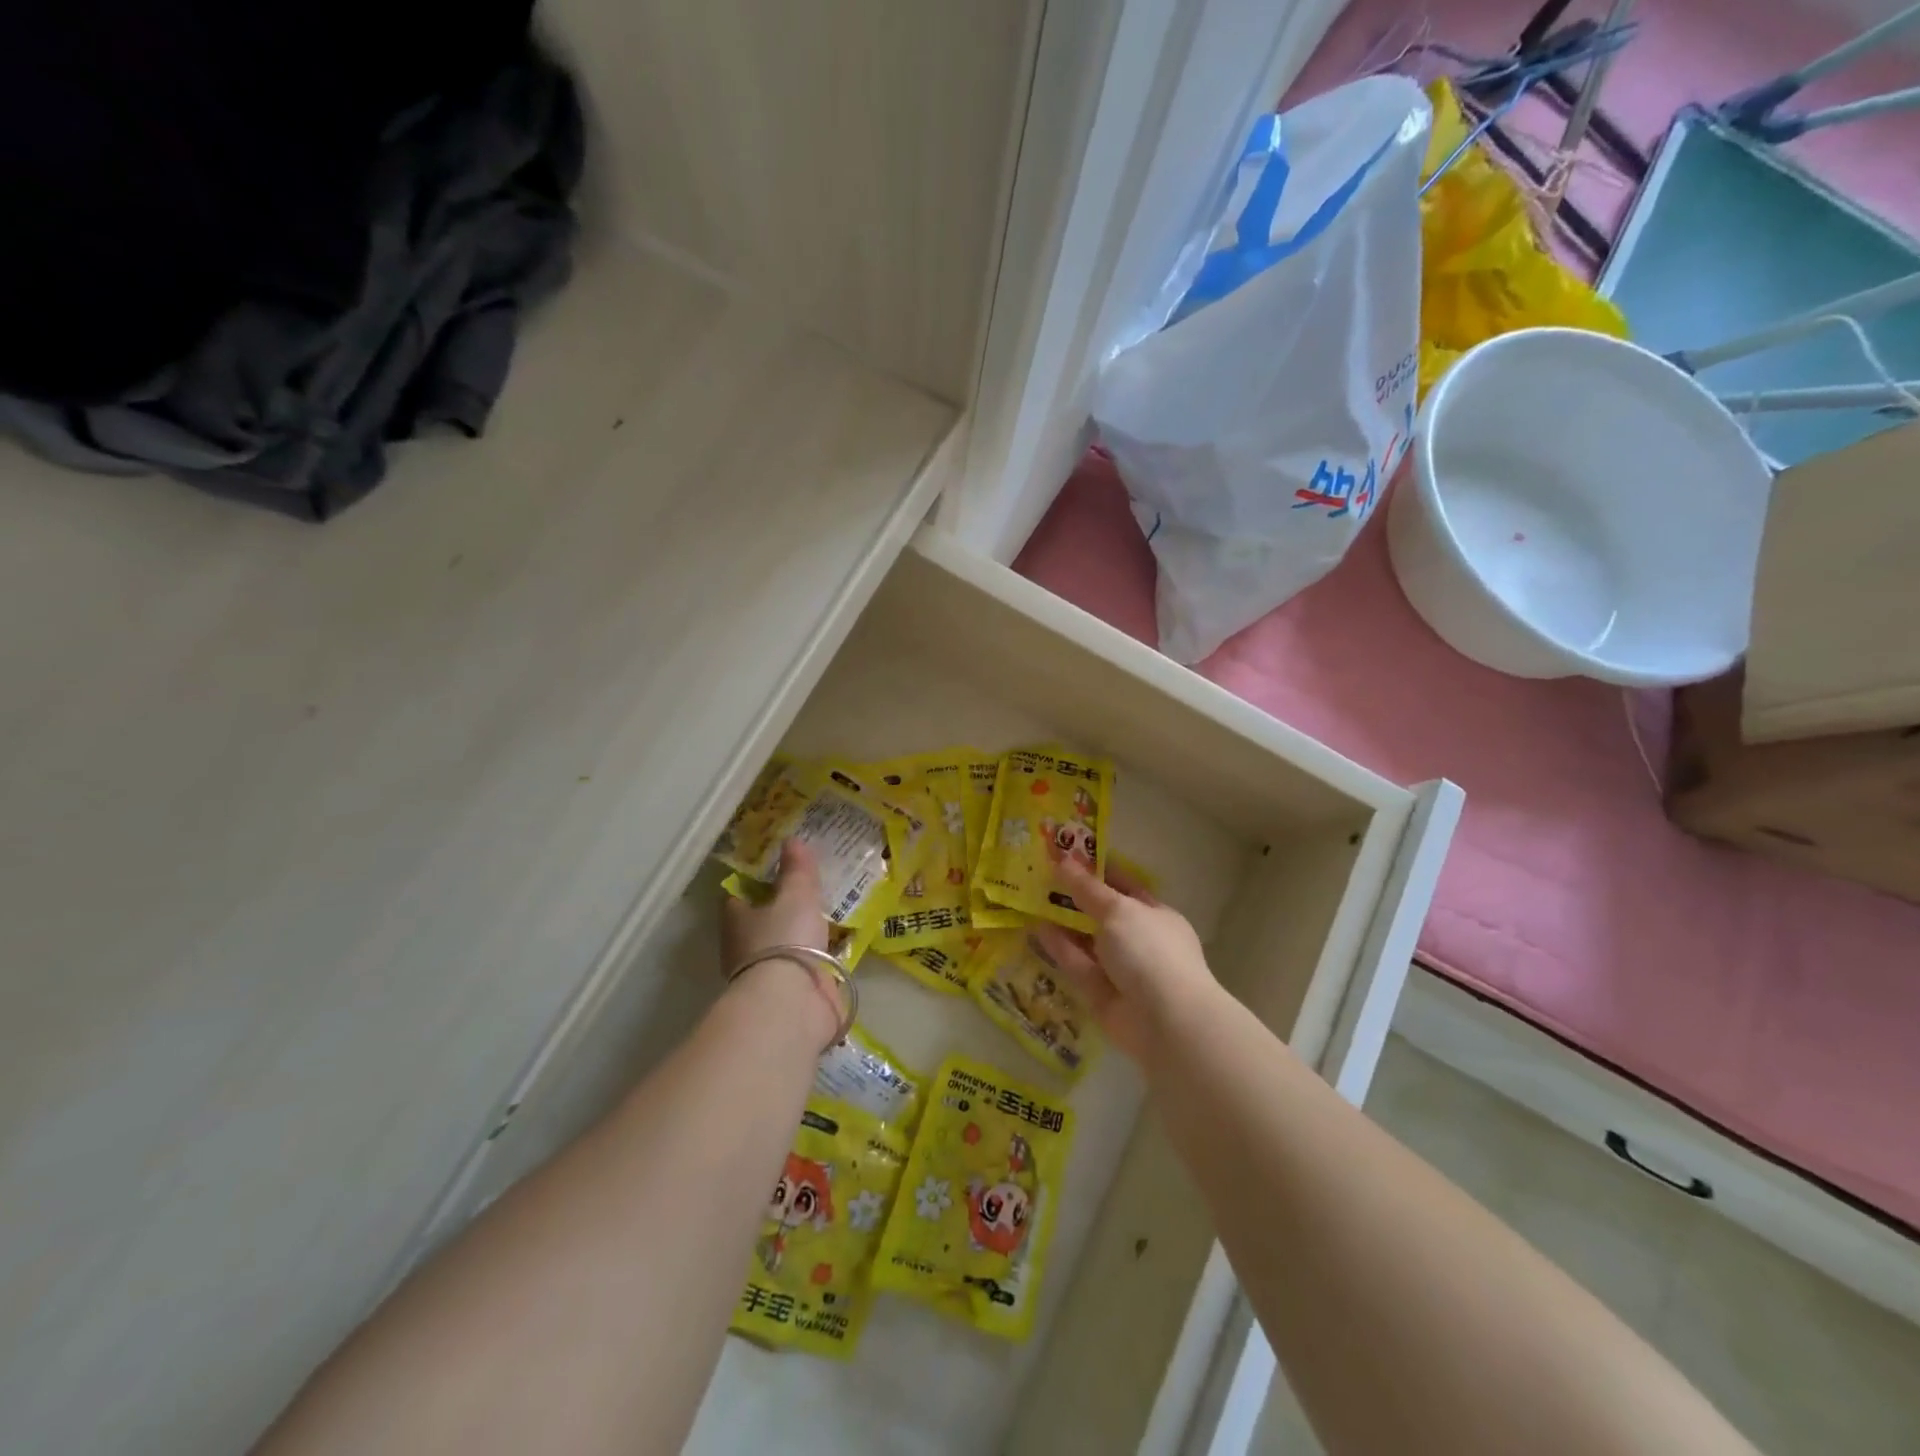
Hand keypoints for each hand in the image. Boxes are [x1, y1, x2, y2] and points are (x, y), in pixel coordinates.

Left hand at [721, 842, 840, 1047]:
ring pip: (784, 947)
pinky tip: (838, 948)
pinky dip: (818, 959)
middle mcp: (746, 948)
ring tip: (828, 917)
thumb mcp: (795, 895)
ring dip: (801, 937)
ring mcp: (769, 975)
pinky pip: (806, 969)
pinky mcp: (793, 994)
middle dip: (780, 910)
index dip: (753, 883)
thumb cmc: (784, 939)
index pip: (737, 896)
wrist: (793, 1004)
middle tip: (807, 892)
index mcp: (737, 921)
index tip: (774, 870)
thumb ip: (797, 870)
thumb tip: (792, 839)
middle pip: (760, 922)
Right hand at [1033, 859, 1219, 1065]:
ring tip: (1031, 899)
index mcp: (1155, 915)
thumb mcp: (1117, 910)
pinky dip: (1060, 948)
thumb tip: (1063, 860)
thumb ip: (1087, 888)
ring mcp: (1121, 968)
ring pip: (1087, 940)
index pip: (1124, 885)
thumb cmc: (1149, 951)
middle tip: (1040, 876)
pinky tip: (1036, 929)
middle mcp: (1139, 940)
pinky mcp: (1101, 993)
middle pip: (1102, 913)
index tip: (1067, 855)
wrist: (1166, 1022)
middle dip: (1074, 897)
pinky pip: (1078, 964)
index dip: (1097, 870)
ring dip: (1063, 922)